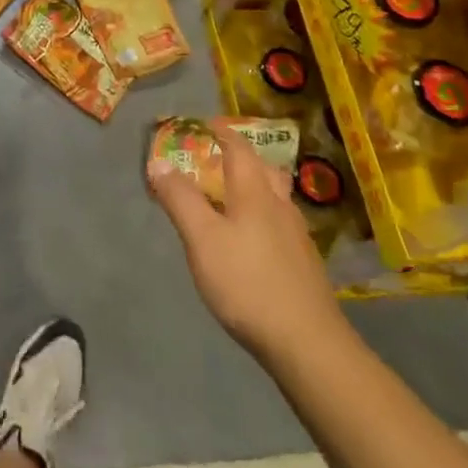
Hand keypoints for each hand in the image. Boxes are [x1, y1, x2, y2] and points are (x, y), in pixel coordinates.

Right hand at [147, 131, 345, 365]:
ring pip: (274, 197)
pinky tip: (251, 240)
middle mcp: (280, 205)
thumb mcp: (202, 239)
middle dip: (240, 157)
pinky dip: (261, 216)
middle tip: (215, 158)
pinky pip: (279, 223)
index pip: (238, 147)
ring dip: (253, 186)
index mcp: (255, 192)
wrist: (308, 344)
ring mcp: (297, 236)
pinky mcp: (303, 264)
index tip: (203, 123)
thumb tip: (159, 162)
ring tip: (230, 196)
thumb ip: (180, 199)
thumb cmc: (248, 283)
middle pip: (262, 169)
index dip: (221, 131)